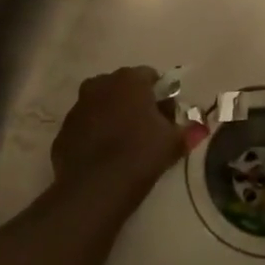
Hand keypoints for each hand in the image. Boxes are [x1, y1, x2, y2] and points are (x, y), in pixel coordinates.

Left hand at [51, 67, 188, 203]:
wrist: (95, 188)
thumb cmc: (140, 154)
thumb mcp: (172, 143)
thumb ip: (188, 131)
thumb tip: (201, 127)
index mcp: (128, 80)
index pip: (150, 76)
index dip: (160, 94)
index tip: (167, 115)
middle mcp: (99, 85)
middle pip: (122, 88)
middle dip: (134, 103)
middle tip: (147, 128)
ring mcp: (77, 107)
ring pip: (100, 105)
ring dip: (111, 117)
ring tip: (124, 144)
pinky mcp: (63, 131)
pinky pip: (85, 127)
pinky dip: (94, 135)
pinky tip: (103, 157)